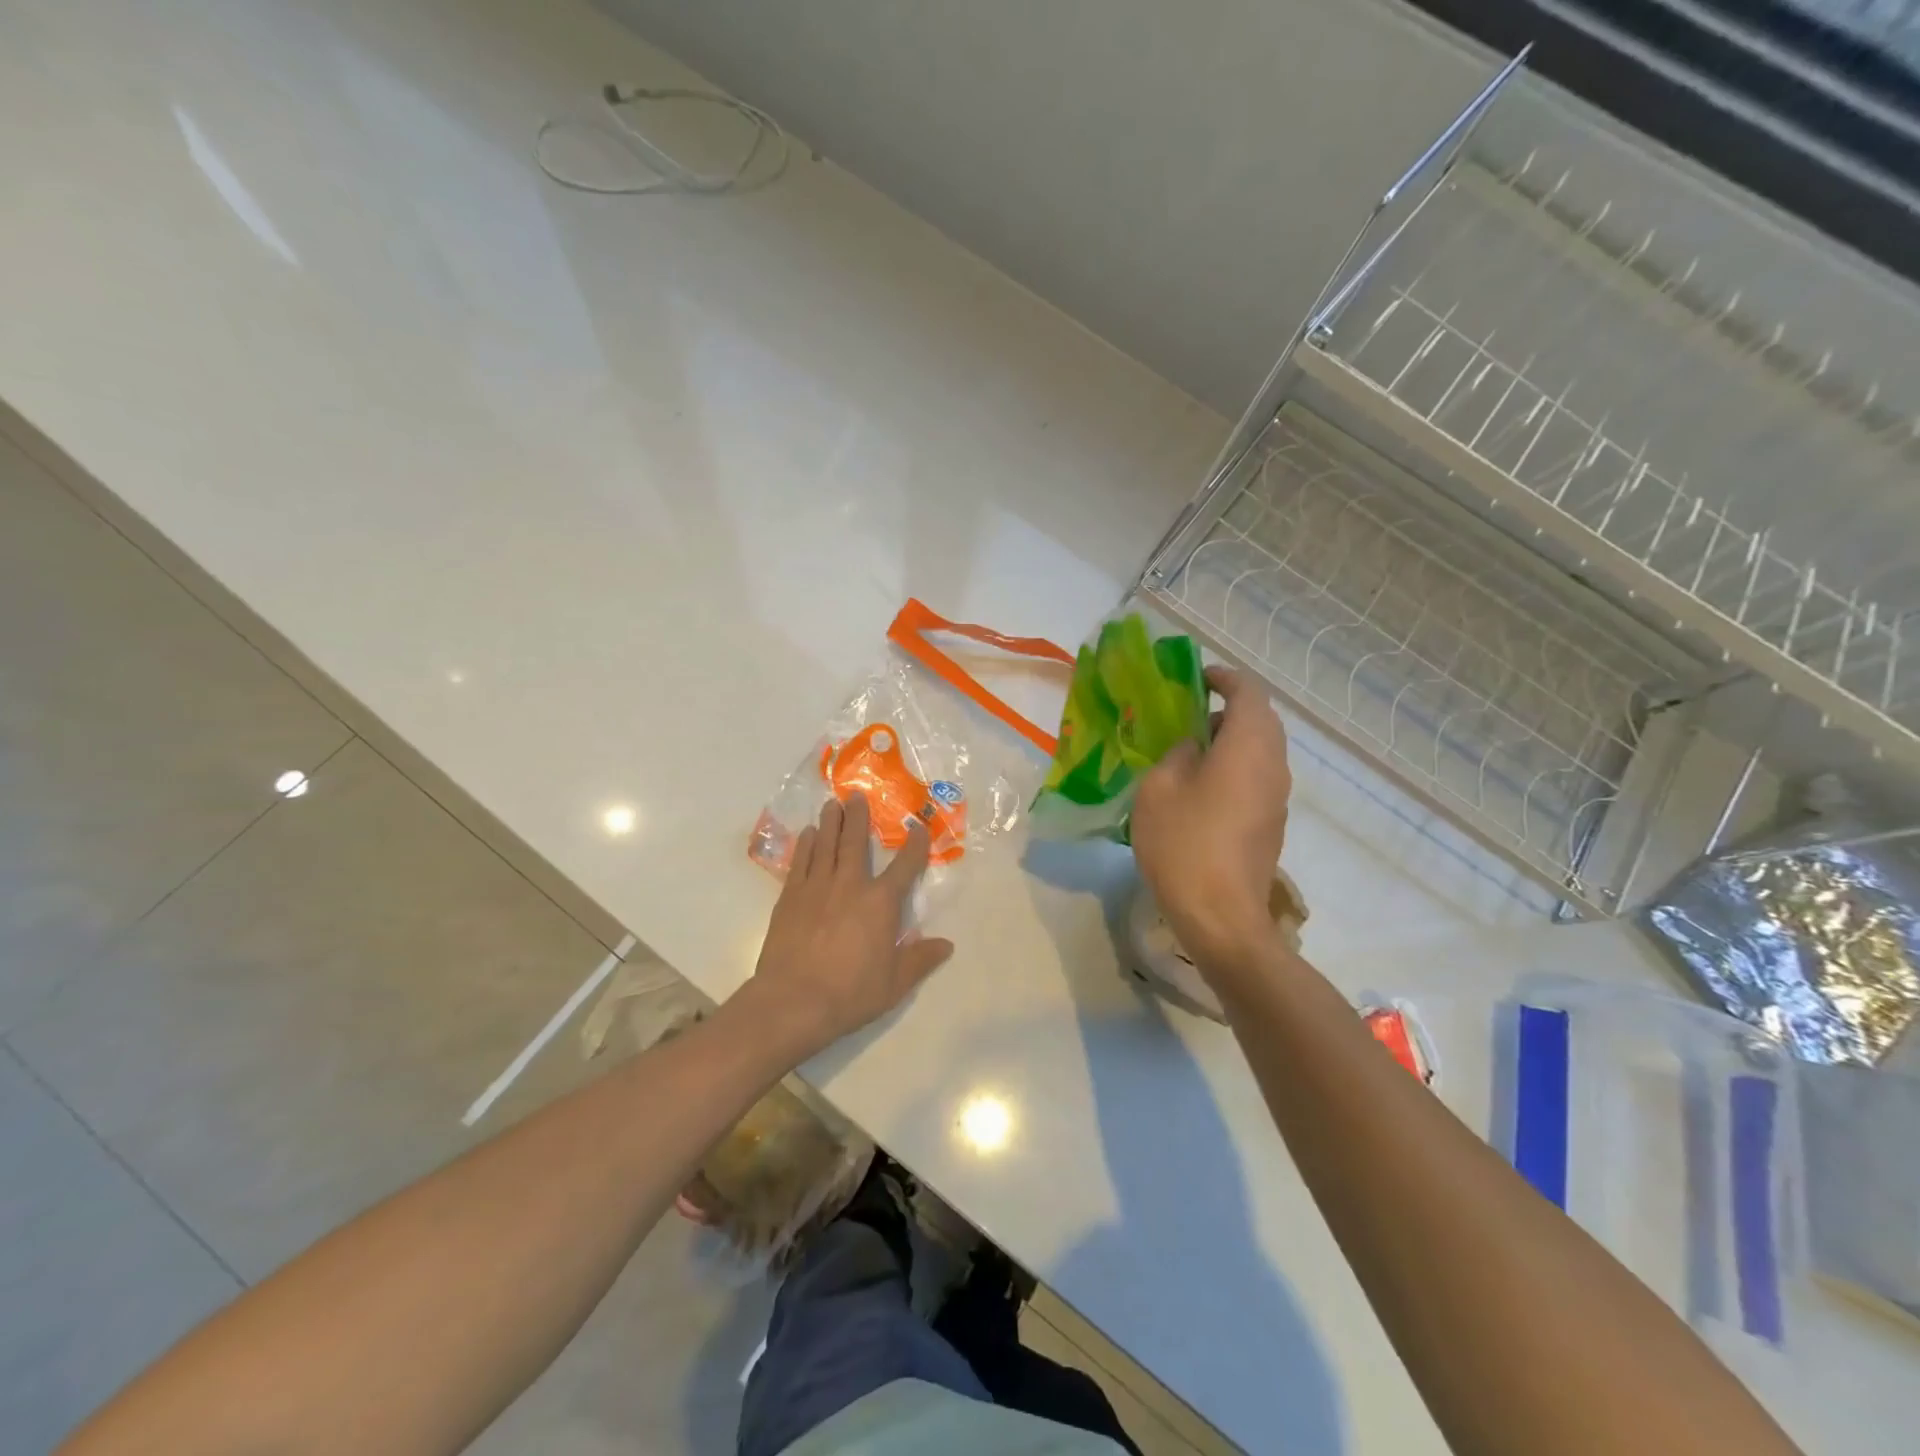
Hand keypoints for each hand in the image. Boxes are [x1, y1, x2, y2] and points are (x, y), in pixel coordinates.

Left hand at [743, 792, 953, 1060]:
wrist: (793, 1001)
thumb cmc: (850, 993)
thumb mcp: (895, 983)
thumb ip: (920, 959)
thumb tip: (946, 945)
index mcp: (881, 903)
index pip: (905, 866)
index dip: (915, 845)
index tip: (918, 827)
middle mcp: (850, 885)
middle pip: (856, 842)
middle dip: (859, 818)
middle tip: (857, 796)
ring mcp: (817, 887)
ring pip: (826, 844)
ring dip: (830, 822)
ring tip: (832, 804)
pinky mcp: (790, 897)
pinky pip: (801, 862)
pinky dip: (806, 845)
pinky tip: (808, 835)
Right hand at [1130, 667, 1291, 972]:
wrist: (1221, 917)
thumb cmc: (1184, 843)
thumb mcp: (1160, 787)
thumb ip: (1177, 753)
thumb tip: (1193, 747)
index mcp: (1249, 746)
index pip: (1249, 692)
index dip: (1224, 677)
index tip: (1196, 678)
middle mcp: (1273, 765)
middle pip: (1260, 720)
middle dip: (1226, 709)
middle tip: (1185, 715)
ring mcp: (1277, 798)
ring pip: (1259, 750)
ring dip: (1228, 741)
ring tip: (1186, 752)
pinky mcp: (1270, 824)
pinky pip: (1256, 777)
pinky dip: (1232, 767)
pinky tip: (1198, 789)